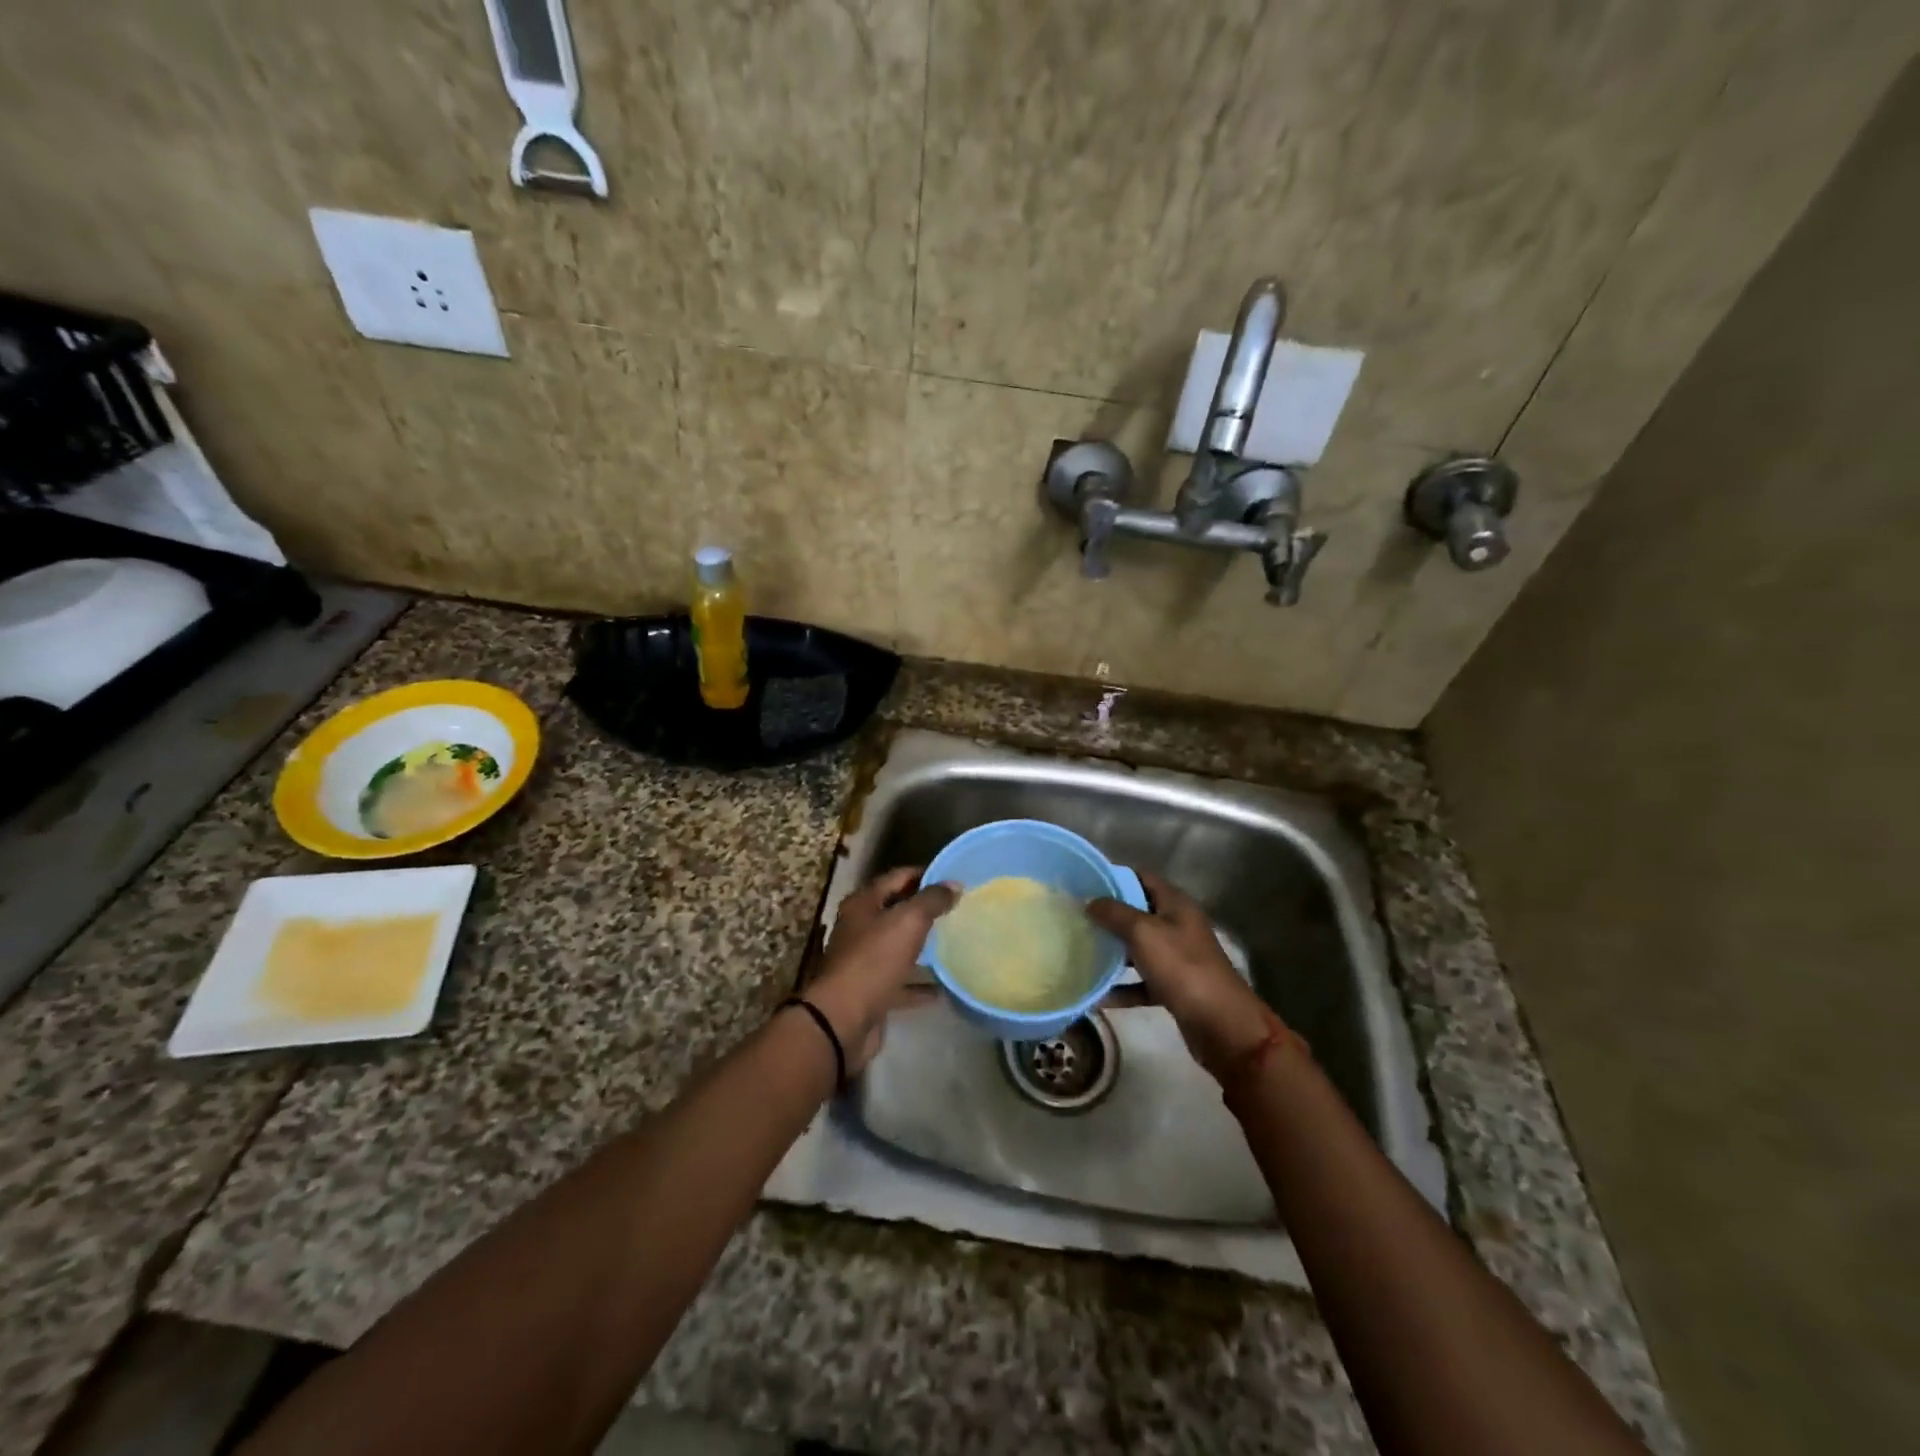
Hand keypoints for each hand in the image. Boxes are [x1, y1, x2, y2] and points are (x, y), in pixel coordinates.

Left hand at [804, 867, 956, 1072]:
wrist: (843, 1020)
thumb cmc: (874, 960)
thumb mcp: (908, 922)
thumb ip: (932, 900)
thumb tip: (954, 884)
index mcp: (863, 904)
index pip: (897, 877)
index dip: (924, 875)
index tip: (953, 880)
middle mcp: (860, 928)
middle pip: (896, 911)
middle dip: (924, 910)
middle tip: (957, 909)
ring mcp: (864, 961)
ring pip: (898, 947)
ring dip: (922, 946)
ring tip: (954, 943)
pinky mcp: (871, 992)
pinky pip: (900, 982)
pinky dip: (918, 984)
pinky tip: (942, 988)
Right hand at [1087, 868, 1277, 1081]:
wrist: (1222, 1024)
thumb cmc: (1182, 968)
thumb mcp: (1144, 933)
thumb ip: (1115, 913)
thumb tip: (1090, 901)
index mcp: (1175, 904)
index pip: (1141, 877)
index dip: (1114, 877)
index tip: (1083, 883)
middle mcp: (1177, 926)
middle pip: (1137, 912)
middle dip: (1108, 915)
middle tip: (1075, 918)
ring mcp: (1177, 958)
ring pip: (1137, 948)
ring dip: (1112, 951)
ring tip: (1079, 951)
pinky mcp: (1174, 987)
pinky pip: (1141, 982)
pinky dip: (1121, 988)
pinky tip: (1097, 996)